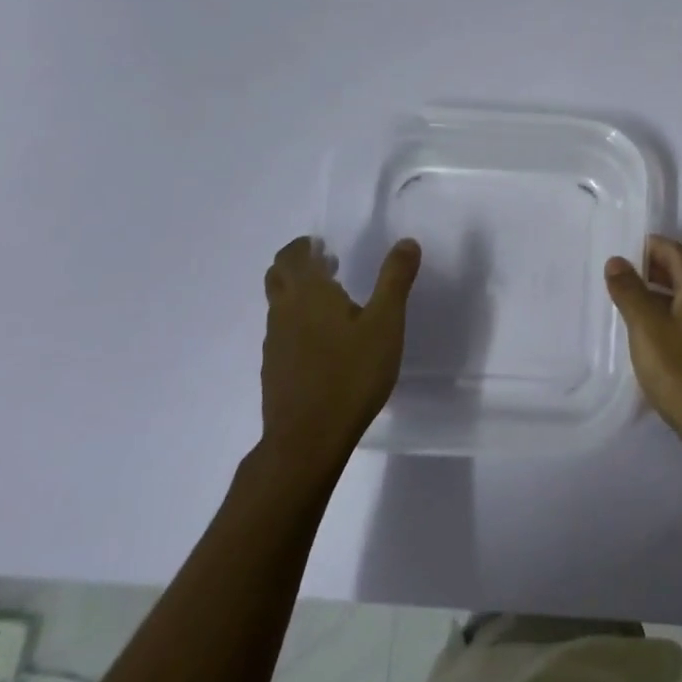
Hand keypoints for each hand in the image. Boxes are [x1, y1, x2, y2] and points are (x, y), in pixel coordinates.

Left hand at [257, 234, 420, 484]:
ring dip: (301, 295)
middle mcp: (284, 313)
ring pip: (280, 307)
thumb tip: (406, 242)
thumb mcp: (386, 323)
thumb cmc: (351, 374)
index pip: (292, 256)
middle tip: (328, 264)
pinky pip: (284, 334)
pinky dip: (301, 324)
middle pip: (278, 277)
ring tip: (335, 303)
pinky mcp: (275, 371)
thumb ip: (395, 280)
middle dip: (299, 266)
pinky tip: (327, 345)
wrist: (307, 439)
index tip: (322, 244)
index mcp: (308, 294)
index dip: (303, 246)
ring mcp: (275, 344)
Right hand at [605, 235, 681, 460]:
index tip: (625, 249)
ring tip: (631, 303)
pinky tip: (653, 335)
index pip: (676, 252)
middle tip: (622, 274)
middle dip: (655, 268)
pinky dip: (671, 315)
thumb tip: (617, 260)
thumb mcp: (647, 330)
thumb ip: (630, 293)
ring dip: (662, 293)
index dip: (651, 246)